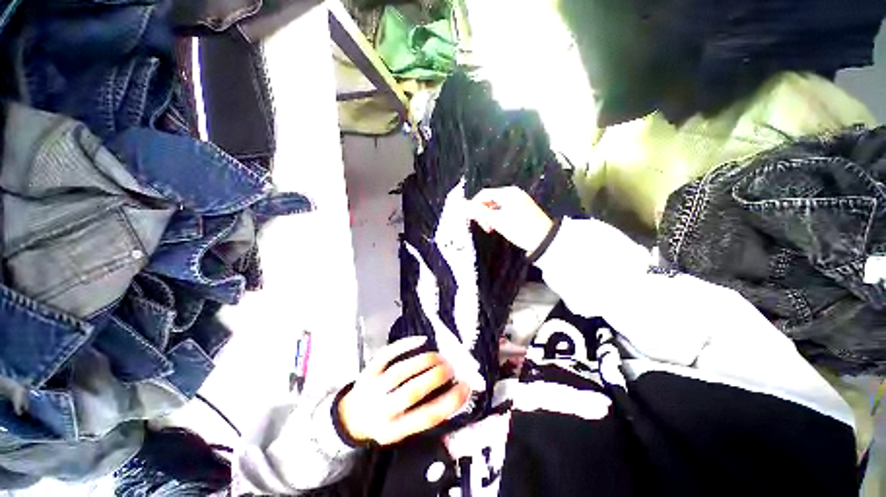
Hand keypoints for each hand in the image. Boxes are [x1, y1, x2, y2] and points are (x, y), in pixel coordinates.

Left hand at [338, 337, 469, 445]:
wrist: (351, 418)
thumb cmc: (385, 423)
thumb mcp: (404, 430)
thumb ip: (425, 414)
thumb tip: (453, 392)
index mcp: (395, 430)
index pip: (427, 417)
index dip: (450, 402)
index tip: (466, 387)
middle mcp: (382, 410)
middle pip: (411, 392)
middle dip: (435, 377)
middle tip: (451, 368)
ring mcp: (373, 388)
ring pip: (400, 371)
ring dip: (424, 361)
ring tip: (440, 357)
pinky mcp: (368, 370)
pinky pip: (387, 354)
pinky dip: (405, 345)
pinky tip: (421, 340)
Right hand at [469, 187, 553, 253]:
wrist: (545, 240)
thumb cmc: (520, 229)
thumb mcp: (497, 221)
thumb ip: (479, 212)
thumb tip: (463, 206)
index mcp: (508, 193)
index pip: (484, 194)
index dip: (474, 205)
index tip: (472, 219)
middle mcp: (514, 193)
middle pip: (490, 199)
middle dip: (483, 212)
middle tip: (485, 227)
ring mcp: (520, 200)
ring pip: (497, 205)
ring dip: (491, 216)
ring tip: (492, 228)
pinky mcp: (523, 209)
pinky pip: (505, 209)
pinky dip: (499, 217)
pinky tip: (501, 227)